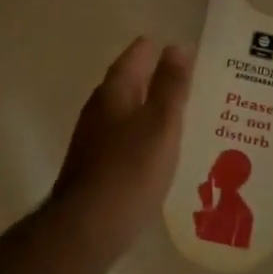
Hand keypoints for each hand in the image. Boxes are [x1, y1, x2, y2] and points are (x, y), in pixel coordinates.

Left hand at [50, 36, 191, 262]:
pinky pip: (122, 138)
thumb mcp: (160, 124)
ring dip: (147, 106)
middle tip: (184, 76)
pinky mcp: (95, 166)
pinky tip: (157, 148)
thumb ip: (170, 86)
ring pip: (124, 111)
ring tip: (177, 110)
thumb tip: (176, 46)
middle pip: (126, 83)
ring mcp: (93, 139)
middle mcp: (99, 110)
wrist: (87, 227)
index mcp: (114, 93)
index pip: (134, 58)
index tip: (174, 46)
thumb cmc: (130, 170)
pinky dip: (141, 133)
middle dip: (152, 78)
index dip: (153, 50)